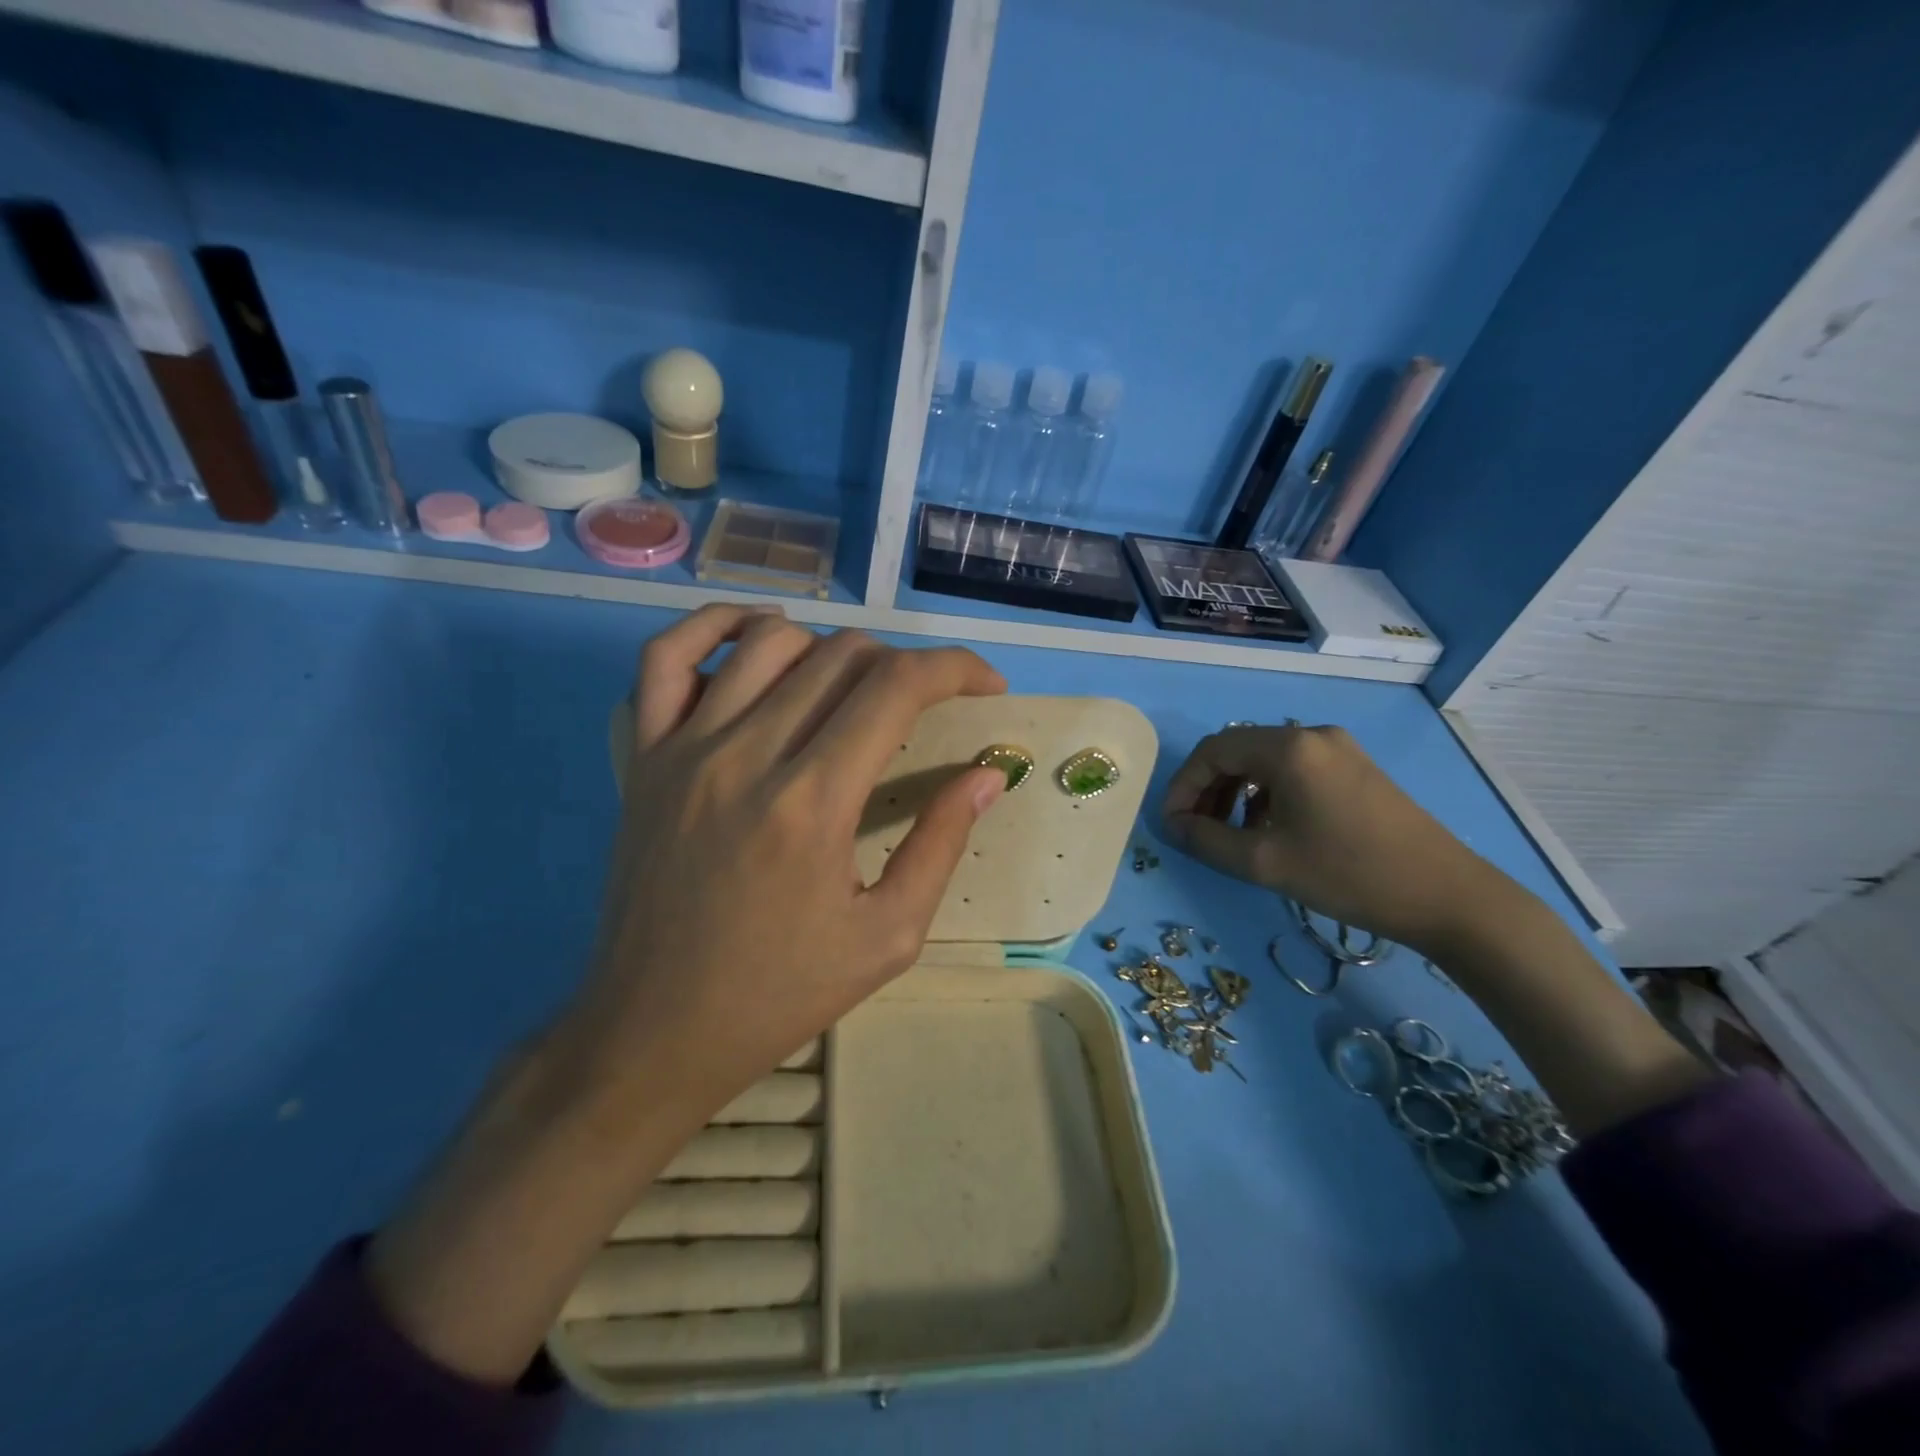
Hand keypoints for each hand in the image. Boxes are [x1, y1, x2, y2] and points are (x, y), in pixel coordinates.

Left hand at [368, 607, 1005, 1383]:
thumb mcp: (888, 936)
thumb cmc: (780, 994)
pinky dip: (717, 626)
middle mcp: (748, 755)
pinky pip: (667, 658)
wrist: (656, 1030)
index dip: (956, 669)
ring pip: (769, 643)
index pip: (897, 687)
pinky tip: (758, 635)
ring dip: (830, 648)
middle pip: (842, 656)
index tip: (985, 685)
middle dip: (904, 665)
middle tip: (924, 704)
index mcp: (814, 803)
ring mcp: (685, 749)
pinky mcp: (645, 757)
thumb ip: (941, 843)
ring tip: (854, 684)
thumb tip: (987, 774)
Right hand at [1161, 722, 1508, 955]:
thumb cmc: (1349, 874)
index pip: (1213, 751)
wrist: (1448, 896)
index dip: (1183, 786)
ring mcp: (1338, 749)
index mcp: (1288, 748)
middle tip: (1196, 830)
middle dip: (1207, 789)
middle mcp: (1311, 734)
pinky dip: (1267, 793)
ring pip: (1264, 760)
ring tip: (1230, 834)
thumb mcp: (1265, 863)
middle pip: (1237, 750)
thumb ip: (1207, 841)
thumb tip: (1175, 827)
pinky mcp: (1356, 768)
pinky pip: (1293, 770)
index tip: (1172, 825)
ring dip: (1236, 792)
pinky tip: (1269, 828)